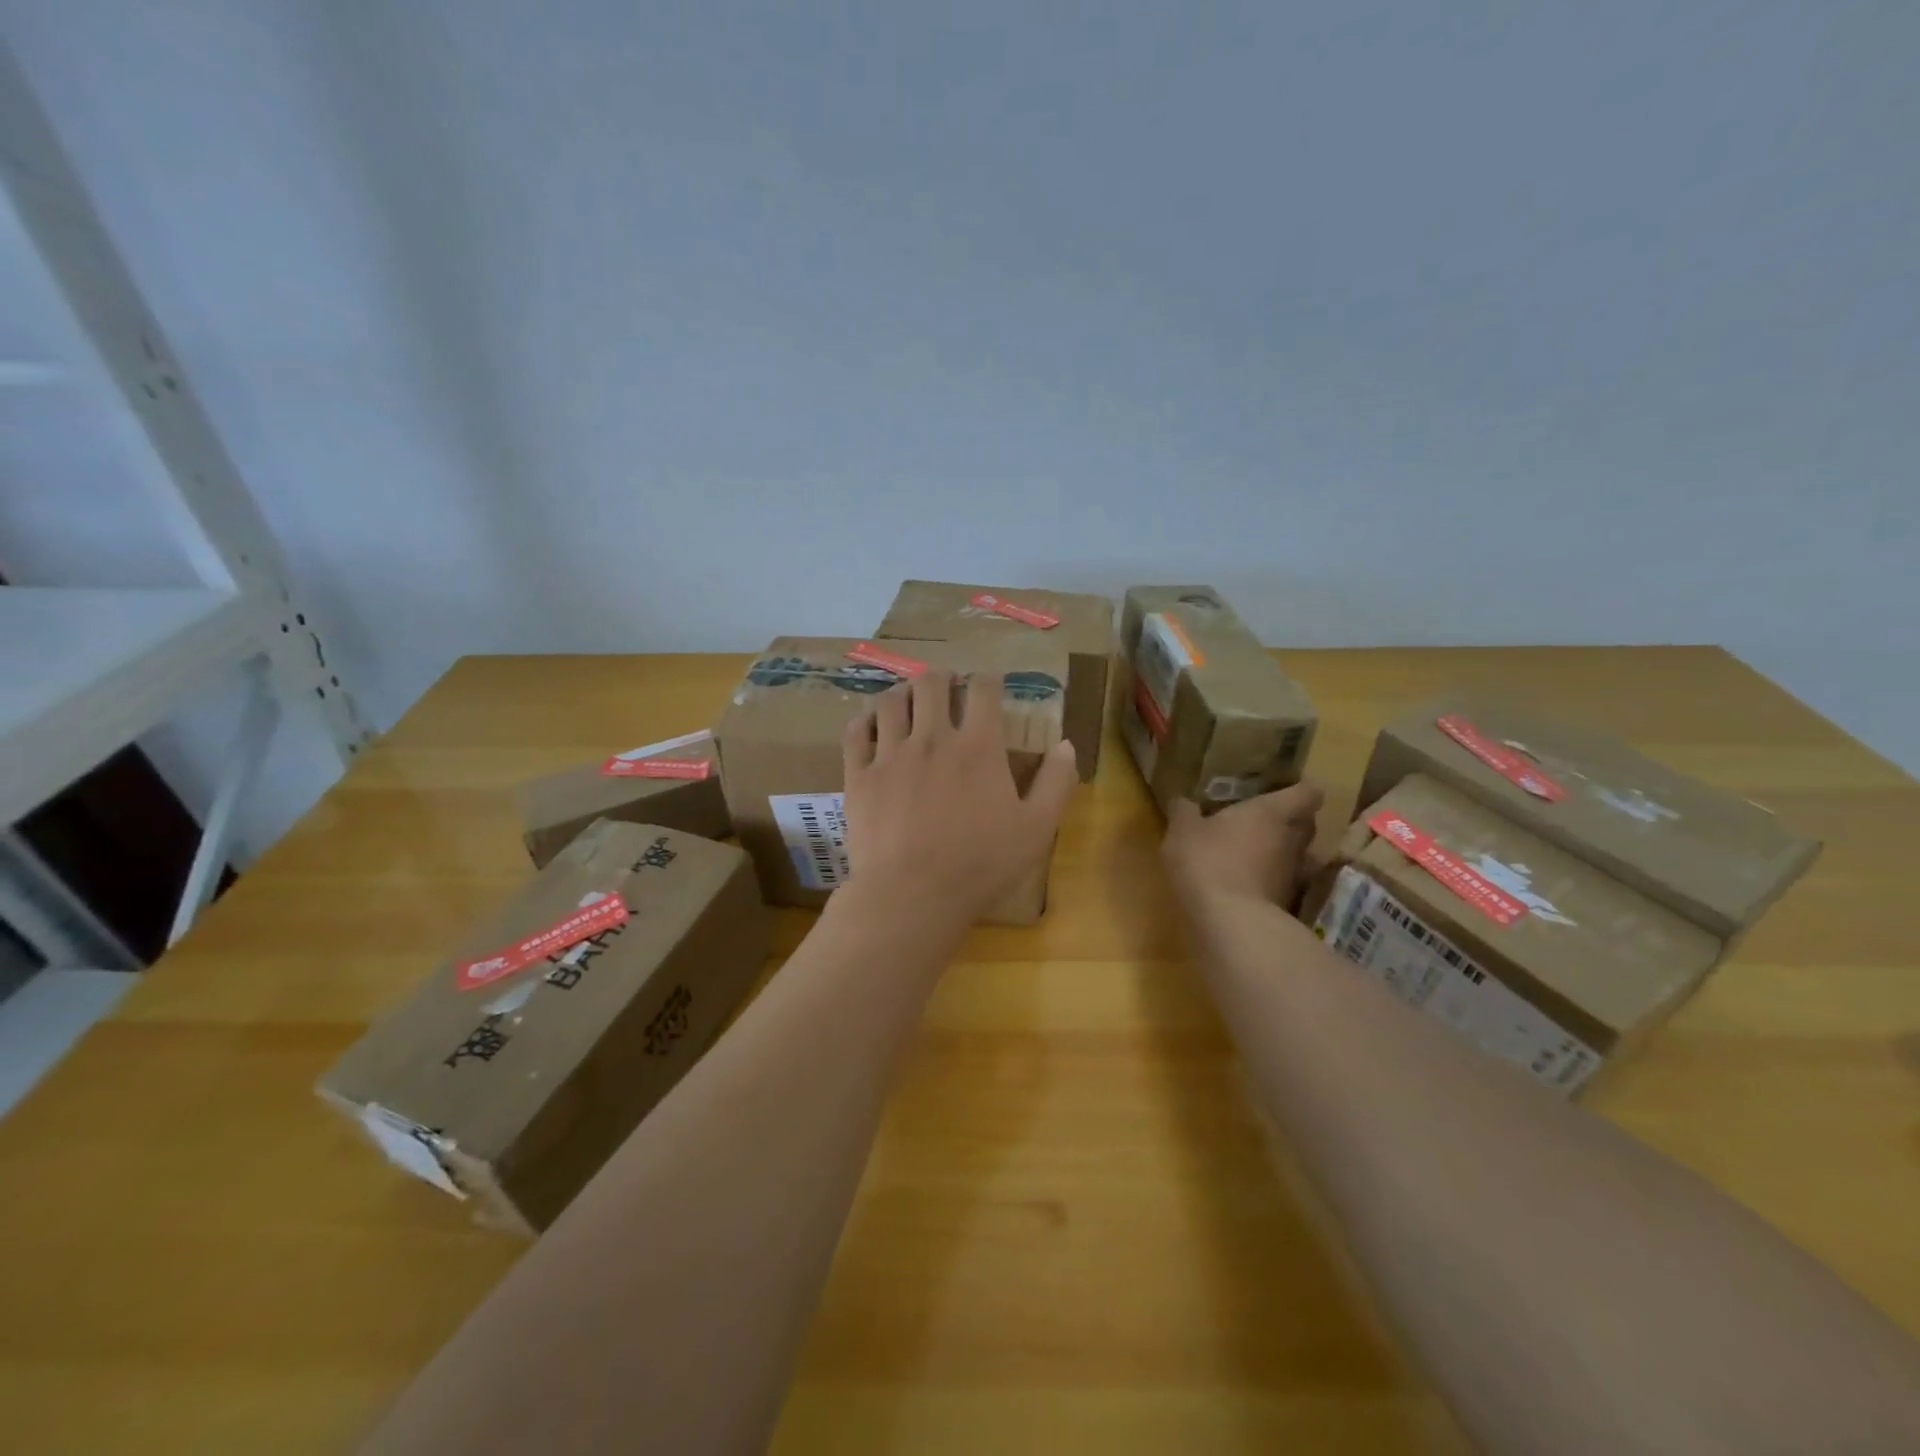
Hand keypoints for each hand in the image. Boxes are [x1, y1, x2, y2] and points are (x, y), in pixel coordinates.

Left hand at [841, 670, 1078, 927]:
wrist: (911, 895)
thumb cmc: (979, 865)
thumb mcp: (1035, 829)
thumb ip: (1056, 783)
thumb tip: (1066, 745)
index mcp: (978, 746)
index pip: (983, 689)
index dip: (989, 679)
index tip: (990, 685)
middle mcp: (933, 738)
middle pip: (932, 682)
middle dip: (942, 677)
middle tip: (947, 689)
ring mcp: (891, 754)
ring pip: (892, 700)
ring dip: (904, 693)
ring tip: (910, 702)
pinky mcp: (860, 775)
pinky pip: (857, 730)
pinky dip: (865, 719)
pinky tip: (872, 724)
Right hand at [1162, 780, 1324, 909]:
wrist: (1231, 923)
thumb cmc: (1208, 861)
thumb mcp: (1183, 831)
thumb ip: (1184, 812)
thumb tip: (1183, 802)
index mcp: (1272, 812)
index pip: (1307, 793)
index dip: (1301, 789)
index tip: (1286, 788)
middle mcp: (1292, 840)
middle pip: (1307, 824)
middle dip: (1291, 820)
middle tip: (1264, 819)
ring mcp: (1294, 875)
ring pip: (1297, 856)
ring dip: (1280, 853)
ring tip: (1253, 853)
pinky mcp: (1287, 904)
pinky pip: (1283, 883)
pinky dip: (1269, 880)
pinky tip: (1245, 883)